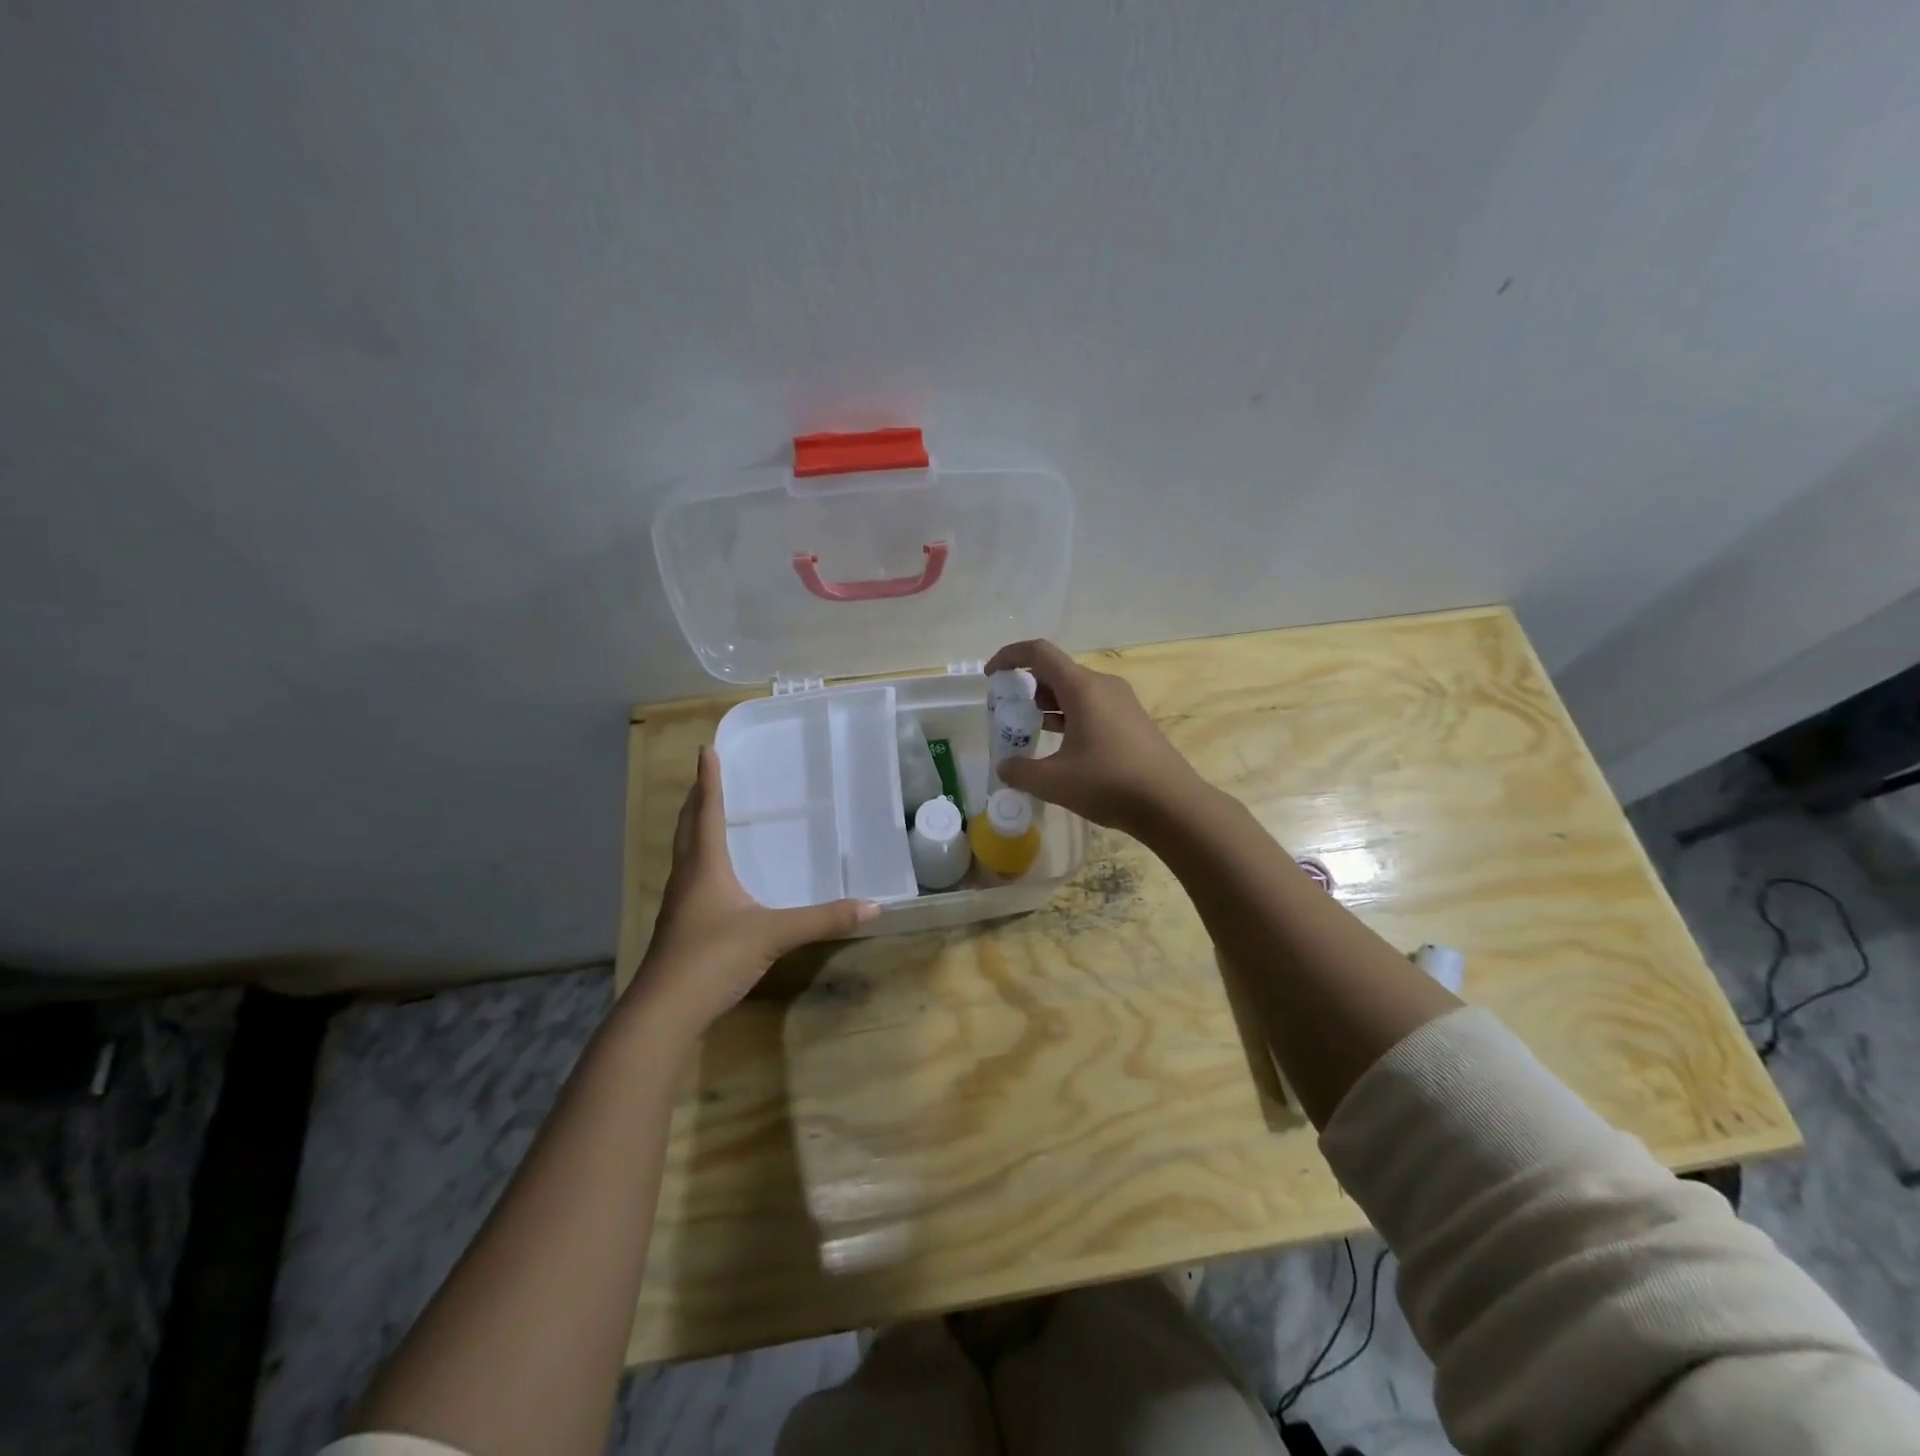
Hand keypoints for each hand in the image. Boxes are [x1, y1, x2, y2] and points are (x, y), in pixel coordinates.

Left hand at [631, 747, 878, 1038]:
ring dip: (693, 830)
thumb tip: (873, 906)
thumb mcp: (774, 934)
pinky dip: (699, 862)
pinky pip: (690, 880)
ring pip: (685, 855)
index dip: (709, 781)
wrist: (664, 1012)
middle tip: (705, 777)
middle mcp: (688, 878)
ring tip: (706, 817)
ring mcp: (680, 906)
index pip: (707, 813)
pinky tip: (712, 877)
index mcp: (705, 867)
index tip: (706, 750)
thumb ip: (823, 920)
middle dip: (696, 800)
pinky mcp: (680, 929)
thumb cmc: (713, 958)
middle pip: (687, 829)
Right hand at [985, 639, 1205, 835]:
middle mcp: (1103, 685)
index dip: (1009, 656)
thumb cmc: (1109, 783)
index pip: (1039, 653)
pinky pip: (1092, 706)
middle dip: (1028, 687)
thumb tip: (1005, 767)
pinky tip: (1064, 748)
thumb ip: (1020, 771)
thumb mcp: (1054, 782)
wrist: (1172, 804)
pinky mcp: (1132, 721)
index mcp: (1082, 688)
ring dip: (1049, 704)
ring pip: (1075, 690)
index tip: (991, 676)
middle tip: (1011, 715)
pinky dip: (1070, 716)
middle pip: (1057, 671)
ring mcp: (1122, 702)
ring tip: (1034, 733)